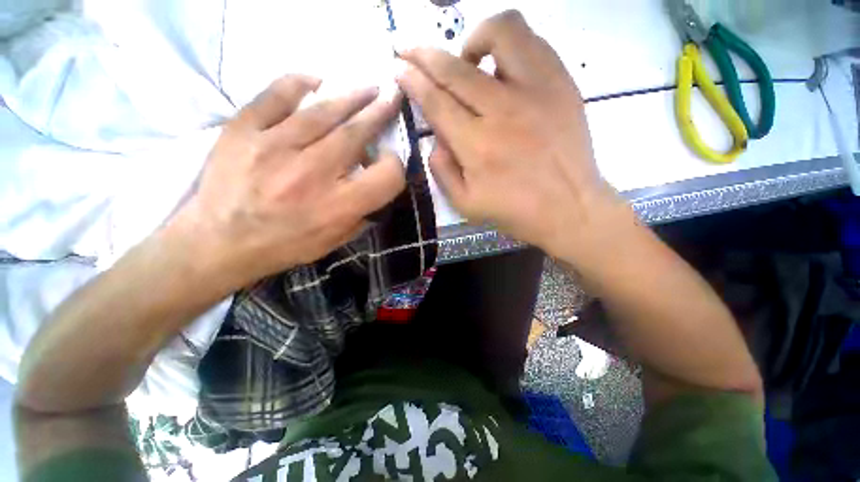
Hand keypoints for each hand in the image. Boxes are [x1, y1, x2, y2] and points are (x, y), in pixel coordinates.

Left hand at [170, 75, 404, 287]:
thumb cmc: (285, 245)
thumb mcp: (335, 240)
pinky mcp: (243, 130)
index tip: (387, 159)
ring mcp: (275, 147)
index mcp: (338, 206)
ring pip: (322, 110)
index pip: (386, 176)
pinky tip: (315, 81)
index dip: (395, 165)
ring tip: (366, 88)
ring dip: (351, 96)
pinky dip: (298, 83)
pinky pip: (276, 95)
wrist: (219, 241)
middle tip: (390, 98)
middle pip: (356, 133)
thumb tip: (376, 184)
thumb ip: (362, 213)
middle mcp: (312, 174)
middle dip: (380, 113)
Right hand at [397, 11, 625, 258]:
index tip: (399, 68)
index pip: (436, 101)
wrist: (569, 208)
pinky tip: (502, 66)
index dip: (412, 80)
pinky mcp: (562, 84)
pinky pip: (534, 42)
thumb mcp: (465, 205)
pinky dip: (510, 45)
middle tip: (410, 50)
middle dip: (423, 54)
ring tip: (467, 58)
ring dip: (473, 38)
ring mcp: (538, 91)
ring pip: (502, 33)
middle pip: (455, 67)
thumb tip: (435, 138)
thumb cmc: (515, 212)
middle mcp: (504, 110)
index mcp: (477, 146)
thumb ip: (442, 171)